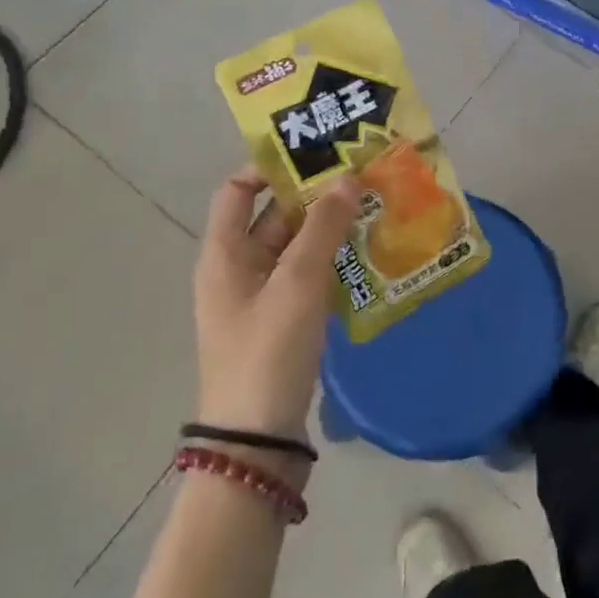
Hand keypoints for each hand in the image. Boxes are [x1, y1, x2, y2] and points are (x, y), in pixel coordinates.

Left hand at [193, 168, 362, 453]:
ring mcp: (259, 296)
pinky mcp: (280, 320)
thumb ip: (323, 227)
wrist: (255, 442)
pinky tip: (366, 254)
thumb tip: (347, 178)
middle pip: (273, 215)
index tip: (317, 155)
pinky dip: (331, 260)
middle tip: (363, 178)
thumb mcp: (297, 284)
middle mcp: (237, 268)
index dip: (271, 167)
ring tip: (373, 209)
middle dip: (315, 196)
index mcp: (224, 253)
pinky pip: (305, 275)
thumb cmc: (268, 351)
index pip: (237, 189)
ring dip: (328, 228)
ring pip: (295, 246)